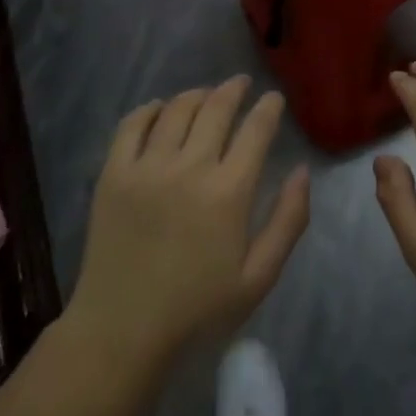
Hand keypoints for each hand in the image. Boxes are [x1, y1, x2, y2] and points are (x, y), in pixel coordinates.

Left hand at [68, 77, 310, 369]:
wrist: (122, 331)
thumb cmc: (197, 309)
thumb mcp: (259, 277)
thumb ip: (288, 220)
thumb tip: (301, 171)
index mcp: (229, 192)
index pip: (255, 130)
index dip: (268, 108)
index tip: (274, 98)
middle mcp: (189, 167)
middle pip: (216, 108)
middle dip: (234, 89)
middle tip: (241, 84)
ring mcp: (147, 166)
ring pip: (177, 109)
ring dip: (197, 95)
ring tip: (206, 95)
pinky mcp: (113, 173)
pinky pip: (132, 124)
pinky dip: (151, 109)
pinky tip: (161, 109)